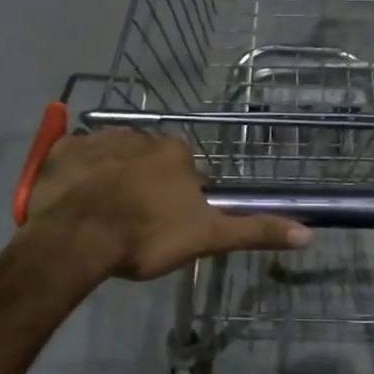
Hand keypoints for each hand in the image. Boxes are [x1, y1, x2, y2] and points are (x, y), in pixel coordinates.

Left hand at [26, 128, 311, 280]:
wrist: (78, 238)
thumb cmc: (146, 236)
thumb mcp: (206, 237)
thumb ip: (254, 231)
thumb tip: (309, 234)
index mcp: (175, 152)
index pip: (187, 170)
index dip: (179, 197)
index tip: (168, 223)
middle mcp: (140, 135)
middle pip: (149, 161)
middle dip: (145, 185)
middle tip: (135, 222)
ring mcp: (98, 140)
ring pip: (113, 157)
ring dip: (112, 177)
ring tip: (104, 214)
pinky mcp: (64, 151)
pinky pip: (76, 157)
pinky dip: (78, 174)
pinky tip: (76, 199)